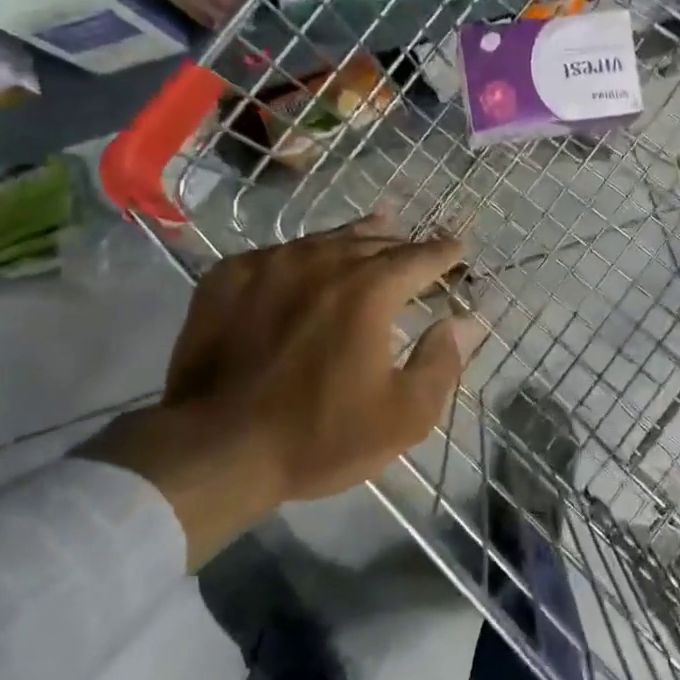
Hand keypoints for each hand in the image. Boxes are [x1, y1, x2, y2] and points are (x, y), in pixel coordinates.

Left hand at [84, 214, 474, 568]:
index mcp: (368, 290)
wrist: (213, 450)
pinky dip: (302, 256)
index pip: (419, 258)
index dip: (444, 252)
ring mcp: (269, 264)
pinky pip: (276, 254)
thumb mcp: (402, 416)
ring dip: (355, 239)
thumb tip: (466, 321)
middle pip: (373, 241)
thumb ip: (442, 362)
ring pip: (324, 240)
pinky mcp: (227, 278)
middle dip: (401, 244)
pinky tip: (303, 263)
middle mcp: (322, 262)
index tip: (459, 247)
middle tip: (417, 247)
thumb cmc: (318, 436)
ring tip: (374, 228)